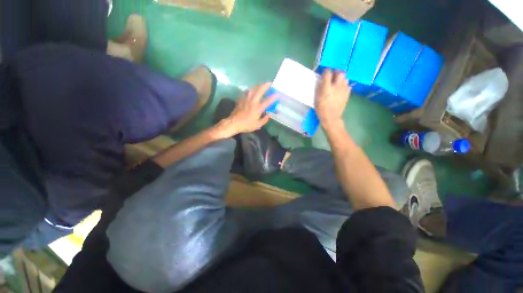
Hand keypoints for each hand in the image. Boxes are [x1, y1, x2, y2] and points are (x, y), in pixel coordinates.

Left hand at [214, 83, 276, 138]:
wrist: (234, 123)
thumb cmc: (246, 125)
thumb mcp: (257, 125)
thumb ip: (265, 119)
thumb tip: (269, 114)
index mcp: (258, 108)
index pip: (267, 101)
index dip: (273, 97)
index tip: (278, 93)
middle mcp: (253, 101)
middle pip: (260, 90)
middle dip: (266, 85)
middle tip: (270, 83)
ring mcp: (246, 99)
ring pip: (253, 89)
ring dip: (258, 86)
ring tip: (262, 85)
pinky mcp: (241, 99)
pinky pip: (247, 91)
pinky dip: (251, 89)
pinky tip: (252, 90)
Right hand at [315, 69, 350, 127]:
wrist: (331, 118)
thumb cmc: (321, 109)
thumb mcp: (316, 99)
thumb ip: (319, 88)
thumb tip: (321, 80)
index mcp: (327, 88)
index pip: (328, 73)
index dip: (326, 71)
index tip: (325, 72)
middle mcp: (336, 87)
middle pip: (340, 73)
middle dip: (336, 73)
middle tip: (333, 76)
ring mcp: (343, 90)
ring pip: (345, 78)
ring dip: (341, 79)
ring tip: (337, 83)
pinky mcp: (347, 94)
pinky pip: (348, 85)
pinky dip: (344, 85)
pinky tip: (340, 89)